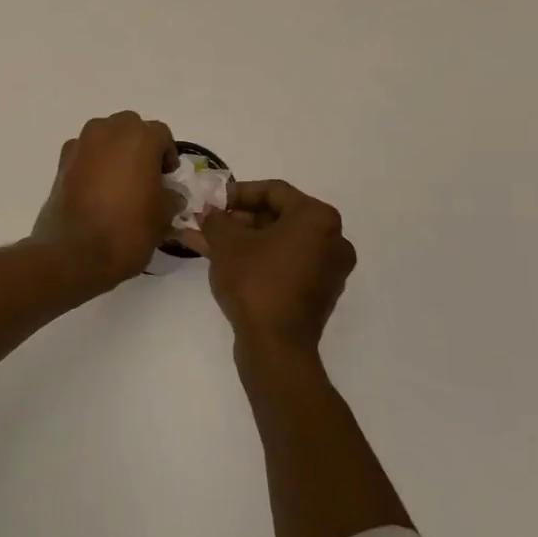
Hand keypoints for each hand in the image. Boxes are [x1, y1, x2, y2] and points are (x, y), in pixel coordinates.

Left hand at [30, 112, 182, 288]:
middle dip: (140, 146)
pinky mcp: (61, 161)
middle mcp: (108, 131)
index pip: (161, 134)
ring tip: (120, 183)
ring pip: (105, 136)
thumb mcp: (163, 217)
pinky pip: (85, 152)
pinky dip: (93, 163)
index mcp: (139, 138)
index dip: (167, 155)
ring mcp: (81, 144)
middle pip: (130, 128)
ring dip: (115, 151)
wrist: (75, 252)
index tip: (167, 178)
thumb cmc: (128, 230)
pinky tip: (97, 190)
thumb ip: (171, 197)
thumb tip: (170, 194)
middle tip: (145, 176)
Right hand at [194, 180, 356, 365]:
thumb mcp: (226, 242)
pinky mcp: (317, 293)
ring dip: (242, 240)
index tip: (212, 201)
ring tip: (205, 241)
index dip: (237, 192)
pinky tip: (221, 261)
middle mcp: (332, 239)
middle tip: (209, 222)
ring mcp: (327, 269)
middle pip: (277, 217)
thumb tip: (210, 213)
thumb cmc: (255, 281)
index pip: (273, 191)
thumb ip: (216, 219)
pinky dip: (256, 259)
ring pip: (277, 242)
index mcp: (318, 218)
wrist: (276, 345)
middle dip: (238, 219)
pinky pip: (283, 264)